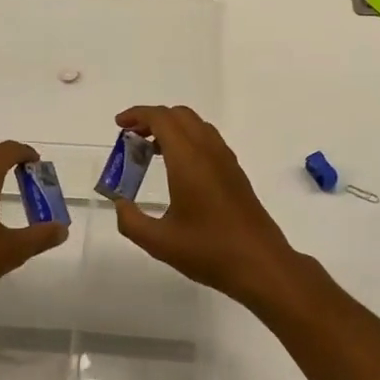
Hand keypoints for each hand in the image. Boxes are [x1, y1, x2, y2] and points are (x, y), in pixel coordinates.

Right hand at [110, 105, 300, 307]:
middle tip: (131, 138)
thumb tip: (120, 203)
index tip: (119, 125)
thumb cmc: (209, 251)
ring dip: (171, 128)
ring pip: (196, 125)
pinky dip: (187, 139)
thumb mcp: (159, 242)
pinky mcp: (235, 172)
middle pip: (179, 115)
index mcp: (188, 159)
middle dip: (152, 119)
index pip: (161, 119)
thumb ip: (131, 221)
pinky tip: (178, 168)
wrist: (261, 264)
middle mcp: (208, 151)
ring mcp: (226, 160)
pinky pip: (208, 140)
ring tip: (150, 150)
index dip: (137, 115)